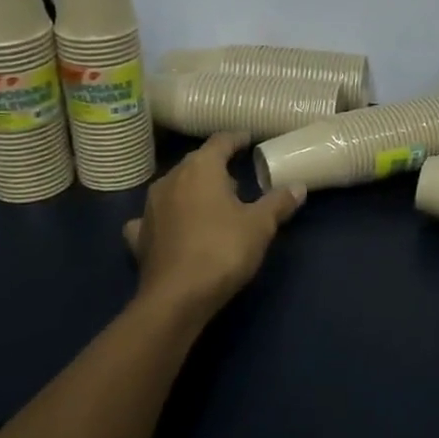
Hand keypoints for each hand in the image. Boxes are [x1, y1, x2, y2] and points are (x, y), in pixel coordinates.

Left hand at [122, 133, 304, 320]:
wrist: (177, 298)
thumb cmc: (222, 250)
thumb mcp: (261, 226)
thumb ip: (278, 202)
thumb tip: (298, 187)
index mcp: (201, 169)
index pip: (220, 142)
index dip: (237, 139)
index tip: (249, 140)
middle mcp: (170, 180)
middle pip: (195, 163)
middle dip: (216, 166)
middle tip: (237, 176)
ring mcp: (150, 208)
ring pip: (174, 187)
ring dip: (192, 190)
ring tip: (212, 202)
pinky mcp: (140, 236)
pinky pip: (155, 217)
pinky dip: (167, 217)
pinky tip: (172, 227)